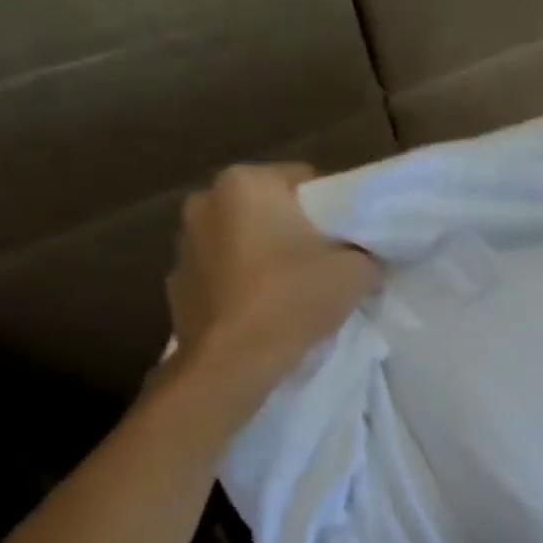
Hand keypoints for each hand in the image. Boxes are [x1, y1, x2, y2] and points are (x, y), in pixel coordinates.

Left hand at [165, 164, 379, 406]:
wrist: (233, 362)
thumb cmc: (294, 298)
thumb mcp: (357, 271)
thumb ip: (365, 254)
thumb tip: (364, 260)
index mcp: (246, 183)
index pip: (306, 180)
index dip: (335, 209)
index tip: (350, 238)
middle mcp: (205, 201)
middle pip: (270, 209)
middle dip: (297, 230)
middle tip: (327, 263)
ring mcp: (184, 244)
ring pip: (243, 240)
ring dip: (266, 256)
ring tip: (295, 290)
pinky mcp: (177, 284)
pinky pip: (224, 274)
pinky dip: (244, 284)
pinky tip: (266, 311)